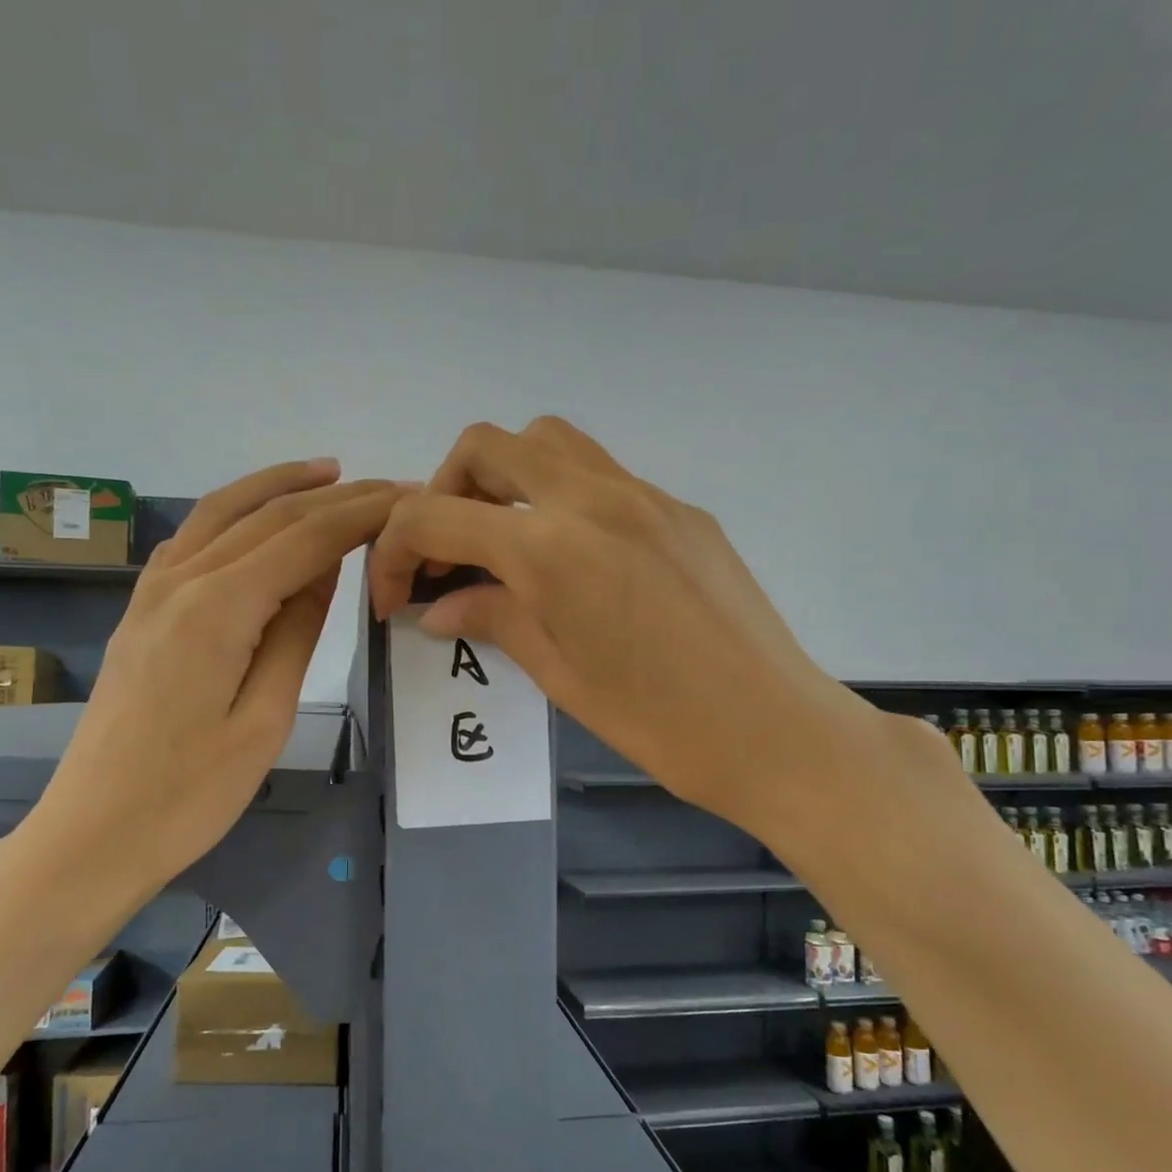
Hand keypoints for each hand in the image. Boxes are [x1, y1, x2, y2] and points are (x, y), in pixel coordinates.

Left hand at [24, 461, 407, 894]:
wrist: (93, 832)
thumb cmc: (190, 793)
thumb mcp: (265, 718)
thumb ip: (296, 632)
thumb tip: (326, 568)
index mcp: (218, 608)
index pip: (304, 539)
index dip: (359, 515)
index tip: (407, 499)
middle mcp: (180, 580)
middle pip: (266, 515)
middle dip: (333, 495)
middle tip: (387, 485)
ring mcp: (151, 592)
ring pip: (221, 512)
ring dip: (278, 487)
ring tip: (328, 474)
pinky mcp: (141, 610)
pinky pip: (194, 538)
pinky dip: (236, 513)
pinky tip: (258, 518)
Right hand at [368, 417, 901, 842]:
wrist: (777, 730)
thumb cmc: (659, 723)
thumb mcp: (560, 676)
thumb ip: (494, 619)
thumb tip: (439, 605)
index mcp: (551, 548)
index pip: (435, 515)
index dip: (394, 550)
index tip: (396, 596)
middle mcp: (593, 497)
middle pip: (487, 446)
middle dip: (445, 492)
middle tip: (449, 555)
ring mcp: (645, 494)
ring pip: (548, 441)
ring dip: (505, 477)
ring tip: (504, 543)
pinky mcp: (680, 508)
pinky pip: (601, 473)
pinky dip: (561, 494)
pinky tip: (573, 559)